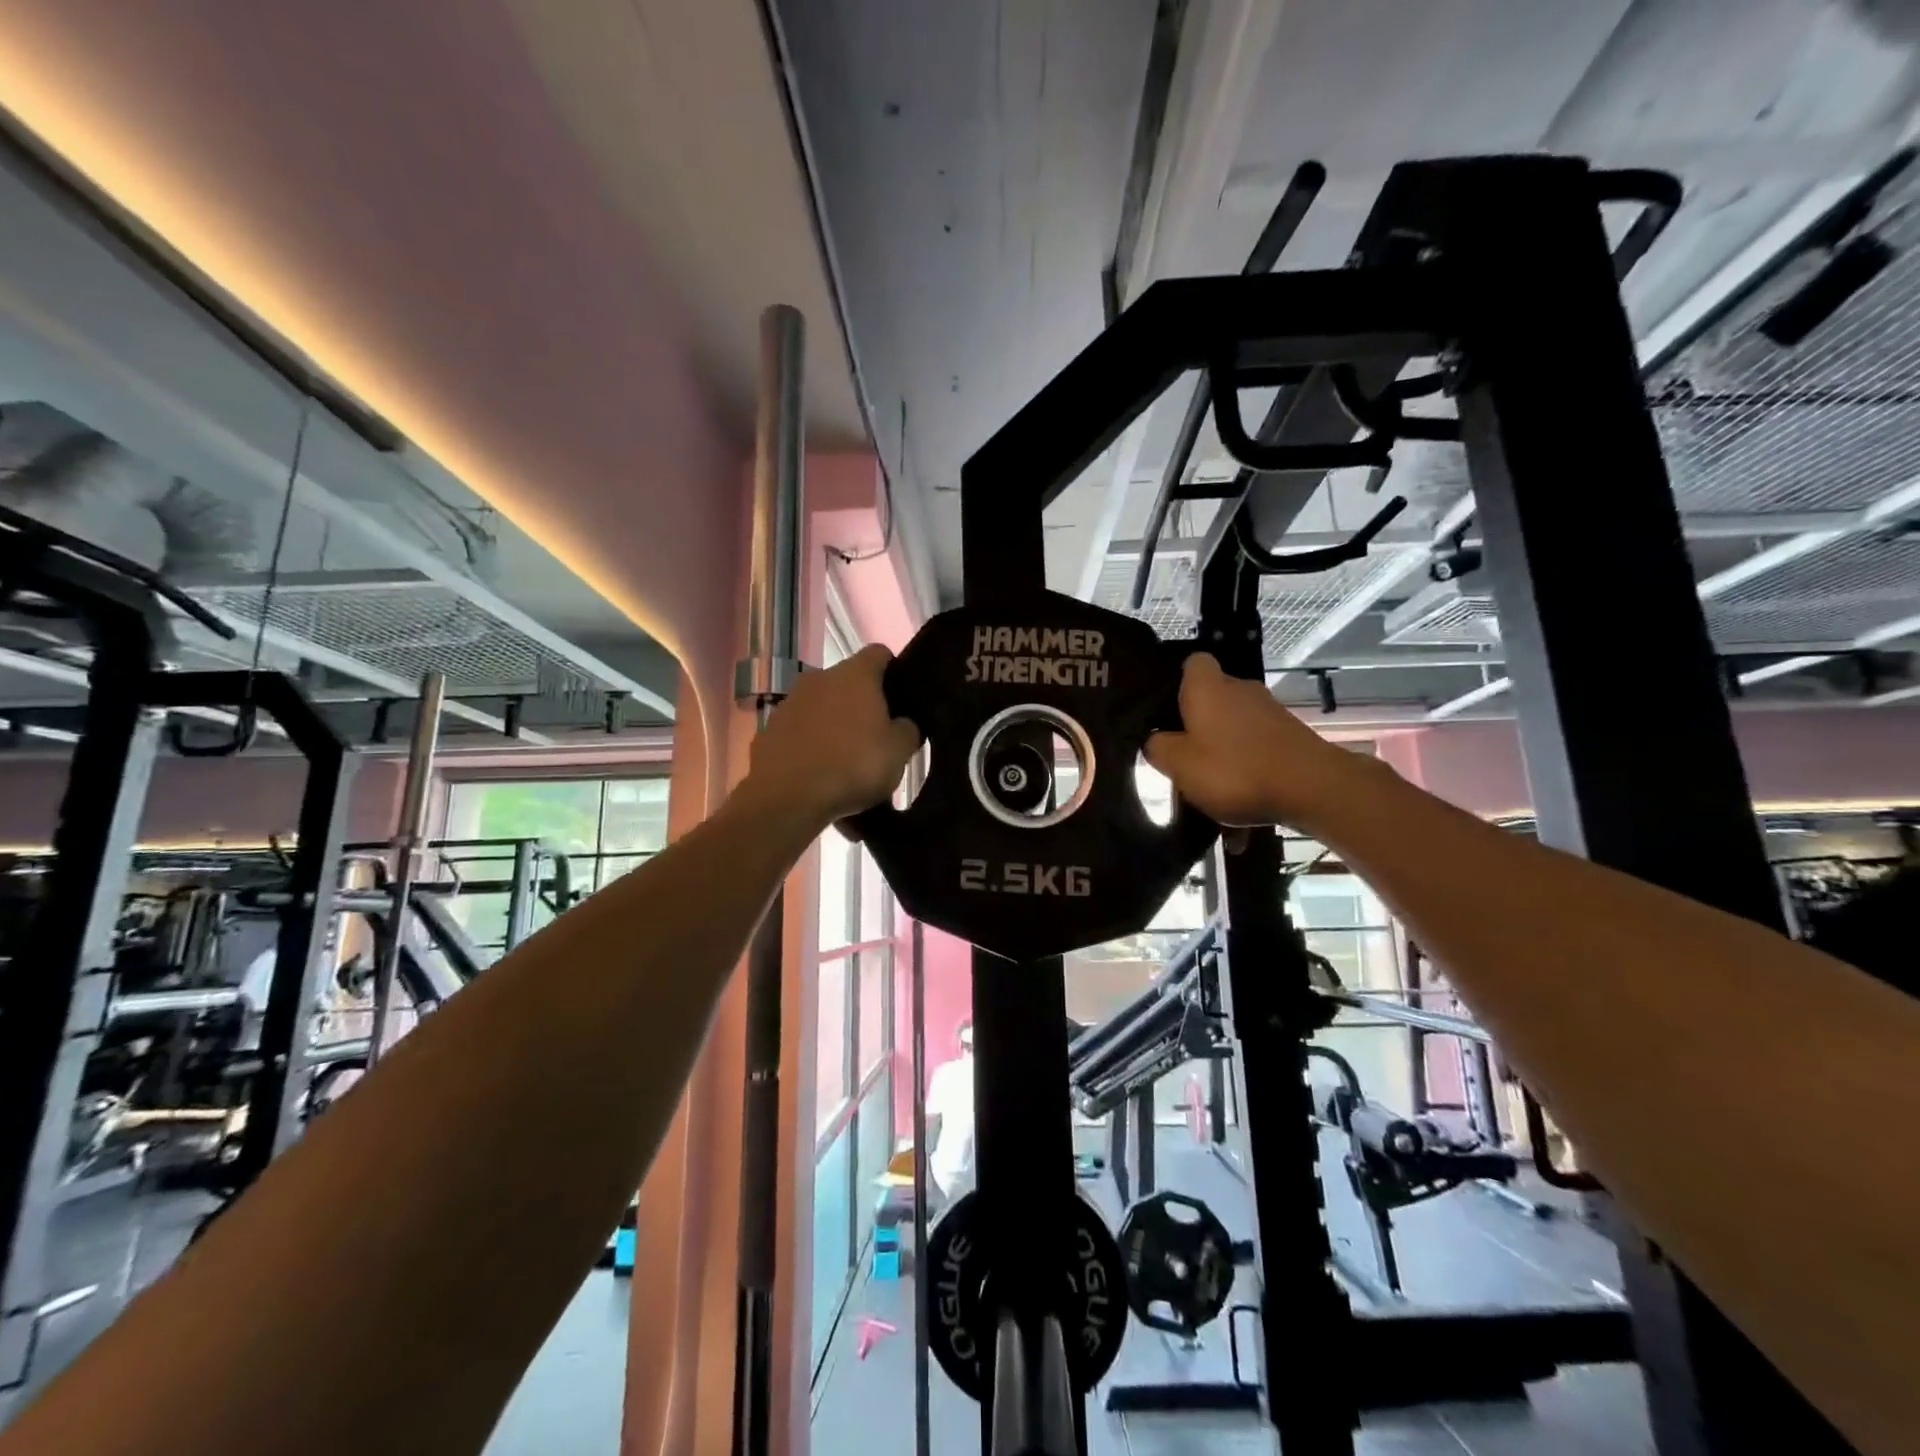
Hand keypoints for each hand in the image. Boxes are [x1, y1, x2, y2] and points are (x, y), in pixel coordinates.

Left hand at [744, 644, 921, 829]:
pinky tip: (822, 776)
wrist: (787, 798)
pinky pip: (801, 733)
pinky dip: (812, 747)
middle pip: (849, 683)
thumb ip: (908, 730)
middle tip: (878, 738)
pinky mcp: (770, 731)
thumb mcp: (899, 752)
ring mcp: (790, 703)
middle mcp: (820, 678)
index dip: (894, 672)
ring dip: (836, 727)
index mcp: (855, 674)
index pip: (879, 654)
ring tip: (849, 763)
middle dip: (864, 705)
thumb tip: (904, 723)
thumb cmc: (853, 765)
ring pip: (823, 708)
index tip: (902, 698)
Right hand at [1145, 654, 1368, 828]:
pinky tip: (1241, 806)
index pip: (1191, 663)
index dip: (1176, 683)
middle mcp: (1240, 689)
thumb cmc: (1234, 770)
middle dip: (1198, 724)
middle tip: (1181, 756)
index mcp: (1207, 687)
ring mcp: (1269, 712)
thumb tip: (1155, 740)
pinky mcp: (1290, 736)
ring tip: (1211, 789)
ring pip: (1234, 727)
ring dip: (1222, 751)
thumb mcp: (1179, 765)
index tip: (1164, 711)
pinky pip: (1257, 749)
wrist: (1313, 789)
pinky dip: (1247, 769)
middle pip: (1211, 698)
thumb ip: (1158, 748)